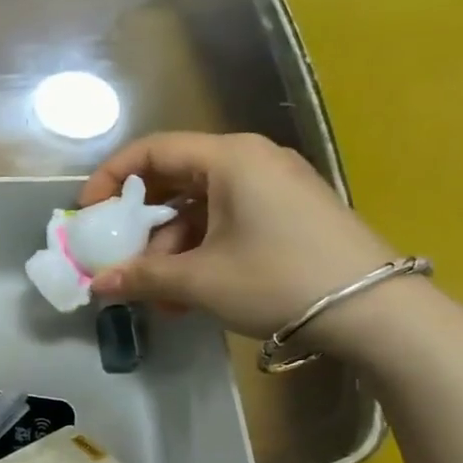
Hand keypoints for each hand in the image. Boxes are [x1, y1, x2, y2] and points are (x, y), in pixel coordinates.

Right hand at [80, 132, 399, 340]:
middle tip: (121, 259)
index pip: (153, 151)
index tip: (87, 213)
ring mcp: (274, 187)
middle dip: (141, 226)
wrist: (375, 311)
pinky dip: (200, 252)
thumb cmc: (278, 279)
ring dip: (170, 249)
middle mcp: (251, 161)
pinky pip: (227, 222)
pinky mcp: (288, 214)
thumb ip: (141, 277)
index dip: (112, 179)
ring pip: (200, 208)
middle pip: (175, 180)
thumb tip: (97, 284)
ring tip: (159, 294)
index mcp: (230, 159)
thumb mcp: (200, 280)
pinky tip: (190, 293)